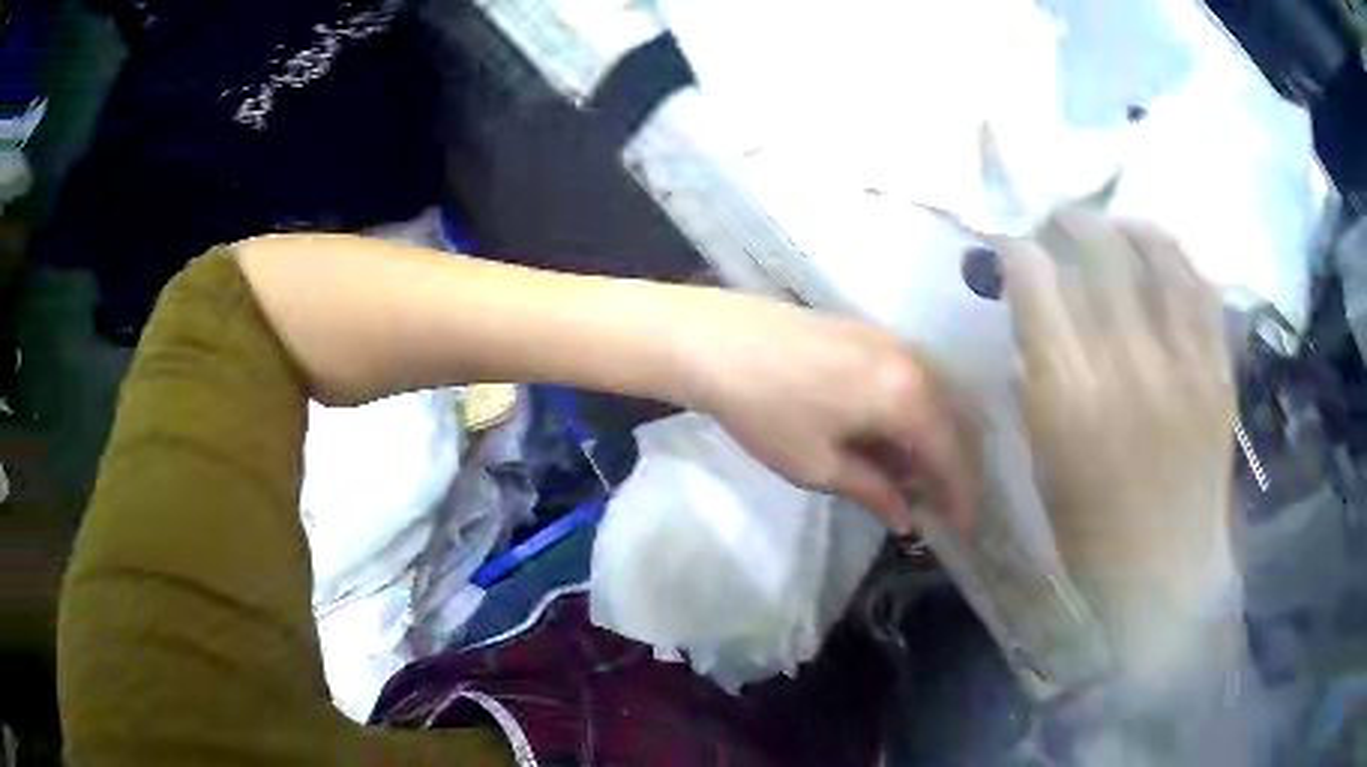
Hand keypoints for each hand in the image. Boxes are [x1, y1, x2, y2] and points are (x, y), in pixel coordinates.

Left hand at [678, 291, 976, 533]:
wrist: (714, 339)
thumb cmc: (768, 410)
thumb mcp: (819, 465)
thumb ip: (874, 491)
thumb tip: (906, 516)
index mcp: (908, 396)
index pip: (952, 453)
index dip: (960, 494)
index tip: (962, 528)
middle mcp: (913, 362)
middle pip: (951, 422)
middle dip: (950, 468)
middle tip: (936, 505)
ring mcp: (891, 340)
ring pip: (932, 399)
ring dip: (931, 440)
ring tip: (910, 477)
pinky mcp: (868, 332)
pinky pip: (910, 379)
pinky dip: (911, 413)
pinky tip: (889, 435)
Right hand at [1000, 212, 1236, 618]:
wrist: (1164, 575)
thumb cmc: (1091, 530)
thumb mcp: (1043, 455)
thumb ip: (1039, 372)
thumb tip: (1036, 307)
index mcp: (1069, 398)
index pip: (1036, 282)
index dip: (1020, 251)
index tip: (1015, 248)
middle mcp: (1129, 366)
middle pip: (1097, 250)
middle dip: (1069, 224)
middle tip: (1059, 227)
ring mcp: (1184, 363)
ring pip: (1155, 252)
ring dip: (1125, 227)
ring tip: (1112, 230)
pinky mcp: (1219, 369)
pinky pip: (1199, 286)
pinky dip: (1176, 257)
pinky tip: (1159, 254)